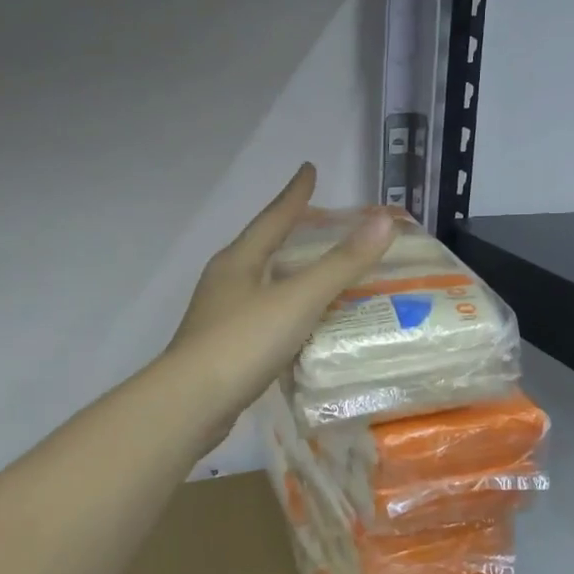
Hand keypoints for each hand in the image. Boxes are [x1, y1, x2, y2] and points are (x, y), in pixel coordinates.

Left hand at [166, 163, 393, 449]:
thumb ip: (341, 264)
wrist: (190, 404)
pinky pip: (261, 315)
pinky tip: (298, 324)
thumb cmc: (243, 342)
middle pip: (262, 246)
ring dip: (286, 271)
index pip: (273, 217)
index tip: (309, 169)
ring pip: (260, 282)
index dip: (295, 194)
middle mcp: (226, 280)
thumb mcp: (298, 299)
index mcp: (239, 260)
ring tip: (312, 269)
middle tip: (318, 221)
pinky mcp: (222, 347)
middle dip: (288, 230)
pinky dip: (283, 308)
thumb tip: (383, 222)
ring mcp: (220, 315)